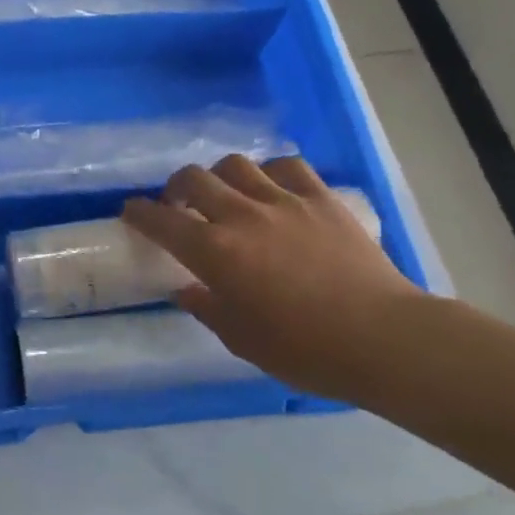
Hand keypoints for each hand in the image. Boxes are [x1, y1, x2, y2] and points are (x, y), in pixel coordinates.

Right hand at [122, 154, 421, 402]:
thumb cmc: (305, 350)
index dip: (139, 213)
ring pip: (236, 164)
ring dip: (221, 176)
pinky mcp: (321, 198)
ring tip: (227, 194)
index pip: (160, 221)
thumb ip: (207, 308)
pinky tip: (273, 189)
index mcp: (215, 252)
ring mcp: (284, 201)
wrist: (383, 338)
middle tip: (179, 204)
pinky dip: (271, 172)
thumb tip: (187, 291)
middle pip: (193, 178)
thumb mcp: (242, 340)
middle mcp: (241, 216)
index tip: (131, 212)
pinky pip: (288, 166)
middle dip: (176, 187)